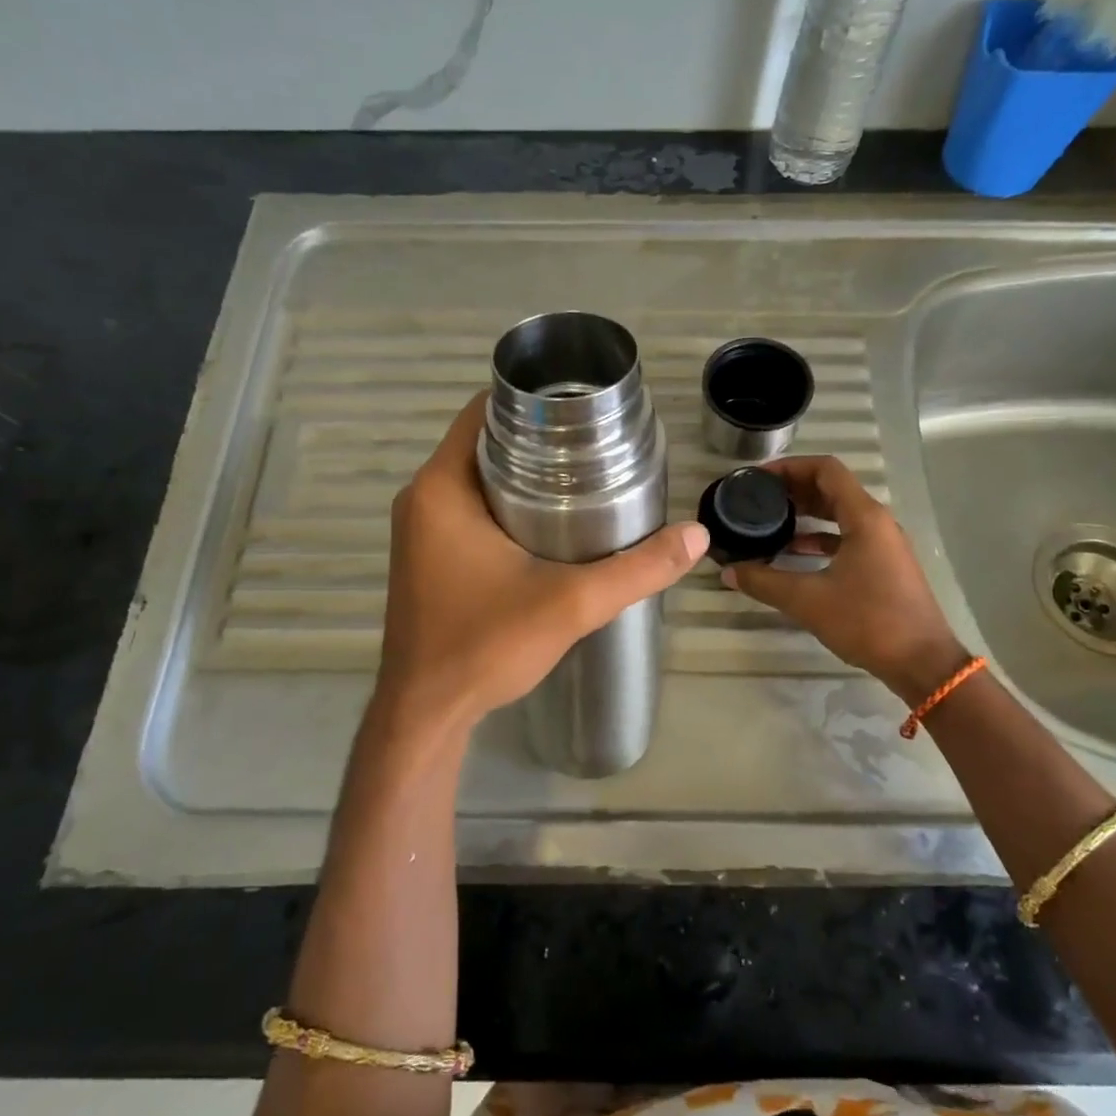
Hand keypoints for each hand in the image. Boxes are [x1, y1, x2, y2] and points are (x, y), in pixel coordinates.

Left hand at [375, 392, 708, 734]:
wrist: (426, 714)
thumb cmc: (483, 647)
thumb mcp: (569, 604)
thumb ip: (636, 570)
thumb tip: (696, 536)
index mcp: (440, 488)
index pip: (483, 411)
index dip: (533, 401)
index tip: (582, 407)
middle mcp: (422, 498)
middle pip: (483, 442)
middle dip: (538, 439)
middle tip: (596, 445)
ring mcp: (419, 529)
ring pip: (476, 477)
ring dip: (522, 473)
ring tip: (584, 478)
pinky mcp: (425, 557)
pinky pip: (468, 508)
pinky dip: (504, 503)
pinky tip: (549, 524)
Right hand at [722, 456, 963, 702]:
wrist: (922, 663)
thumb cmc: (868, 622)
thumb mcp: (808, 600)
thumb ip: (764, 582)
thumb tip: (728, 572)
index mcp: (864, 517)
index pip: (826, 470)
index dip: (790, 466)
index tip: (758, 478)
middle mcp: (876, 522)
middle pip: (832, 488)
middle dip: (793, 488)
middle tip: (757, 497)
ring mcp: (882, 544)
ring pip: (839, 513)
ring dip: (806, 512)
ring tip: (769, 520)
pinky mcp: (883, 565)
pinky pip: (847, 537)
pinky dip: (819, 537)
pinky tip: (793, 552)